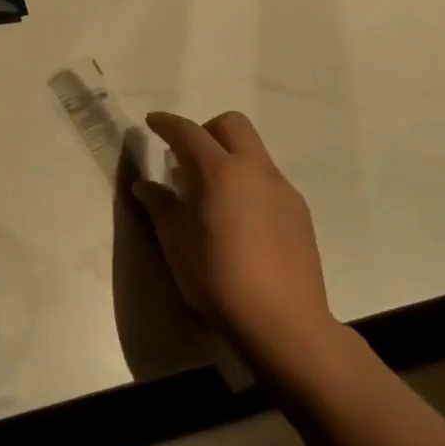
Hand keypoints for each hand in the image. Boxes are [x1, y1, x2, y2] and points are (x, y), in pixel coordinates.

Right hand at [134, 110, 338, 364]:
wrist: (284, 323)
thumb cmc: (219, 279)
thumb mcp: (176, 243)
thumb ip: (160, 206)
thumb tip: (145, 186)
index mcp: (219, 172)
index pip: (188, 132)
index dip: (166, 123)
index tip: (152, 122)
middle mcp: (254, 169)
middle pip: (231, 125)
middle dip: (205, 130)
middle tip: (186, 157)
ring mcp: (282, 188)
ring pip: (253, 151)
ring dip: (229, 156)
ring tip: (212, 193)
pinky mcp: (299, 211)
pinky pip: (268, 179)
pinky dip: (248, 182)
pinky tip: (239, 219)